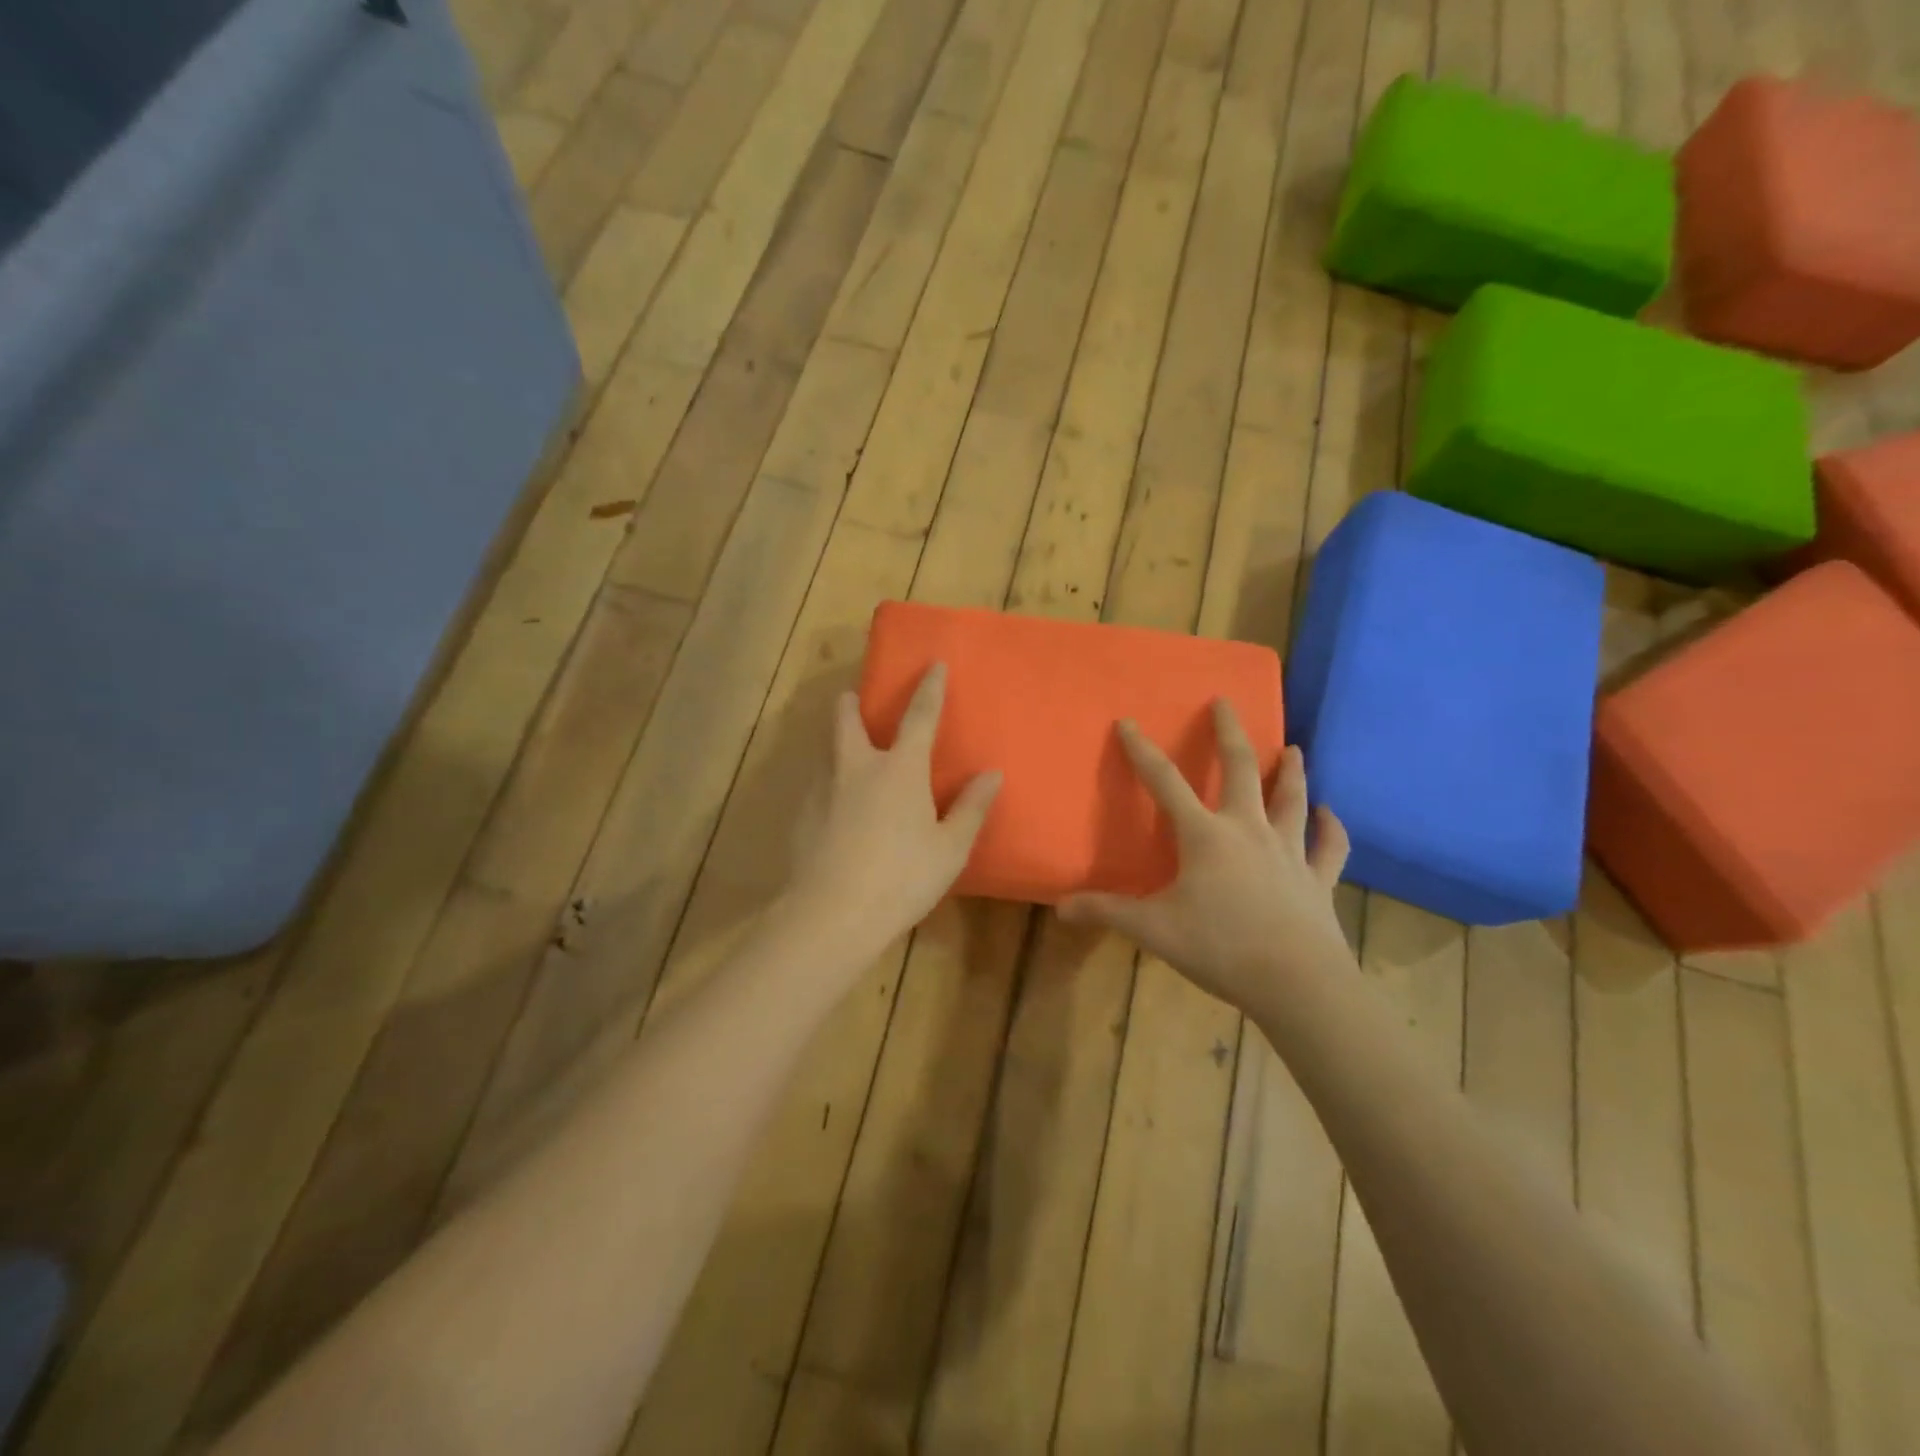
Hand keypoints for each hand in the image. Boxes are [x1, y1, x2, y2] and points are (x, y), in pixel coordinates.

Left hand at [786, 663, 1000, 956]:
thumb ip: (971, 808)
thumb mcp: (950, 848)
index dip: (929, 688)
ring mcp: (824, 790)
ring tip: (848, 761)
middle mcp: (857, 767)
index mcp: (901, 769)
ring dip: (837, 745)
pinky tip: (836, 814)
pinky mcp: (802, 816)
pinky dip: (829, 787)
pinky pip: (817, 788)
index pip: (920, 716)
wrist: (832, 913)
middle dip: (850, 703)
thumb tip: (991, 775)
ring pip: (827, 752)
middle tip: (853, 699)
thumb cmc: (903, 877)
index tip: (932, 664)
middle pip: (846, 719)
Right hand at [1059, 701, 1353, 1013]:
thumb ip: (1107, 912)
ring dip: (1291, 771)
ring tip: (1293, 747)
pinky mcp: (1318, 879)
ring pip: (1292, 799)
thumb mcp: (1154, 929)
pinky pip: (1330, 846)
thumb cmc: (1220, 947)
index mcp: (1205, 836)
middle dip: (1230, 733)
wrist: (1297, 983)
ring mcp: (1289, 852)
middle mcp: (1249, 830)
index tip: (1129, 722)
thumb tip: (1060, 907)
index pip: (1165, 782)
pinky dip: (1332, 828)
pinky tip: (1330, 814)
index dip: (1142, 751)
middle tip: (1226, 703)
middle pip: (1241, 769)